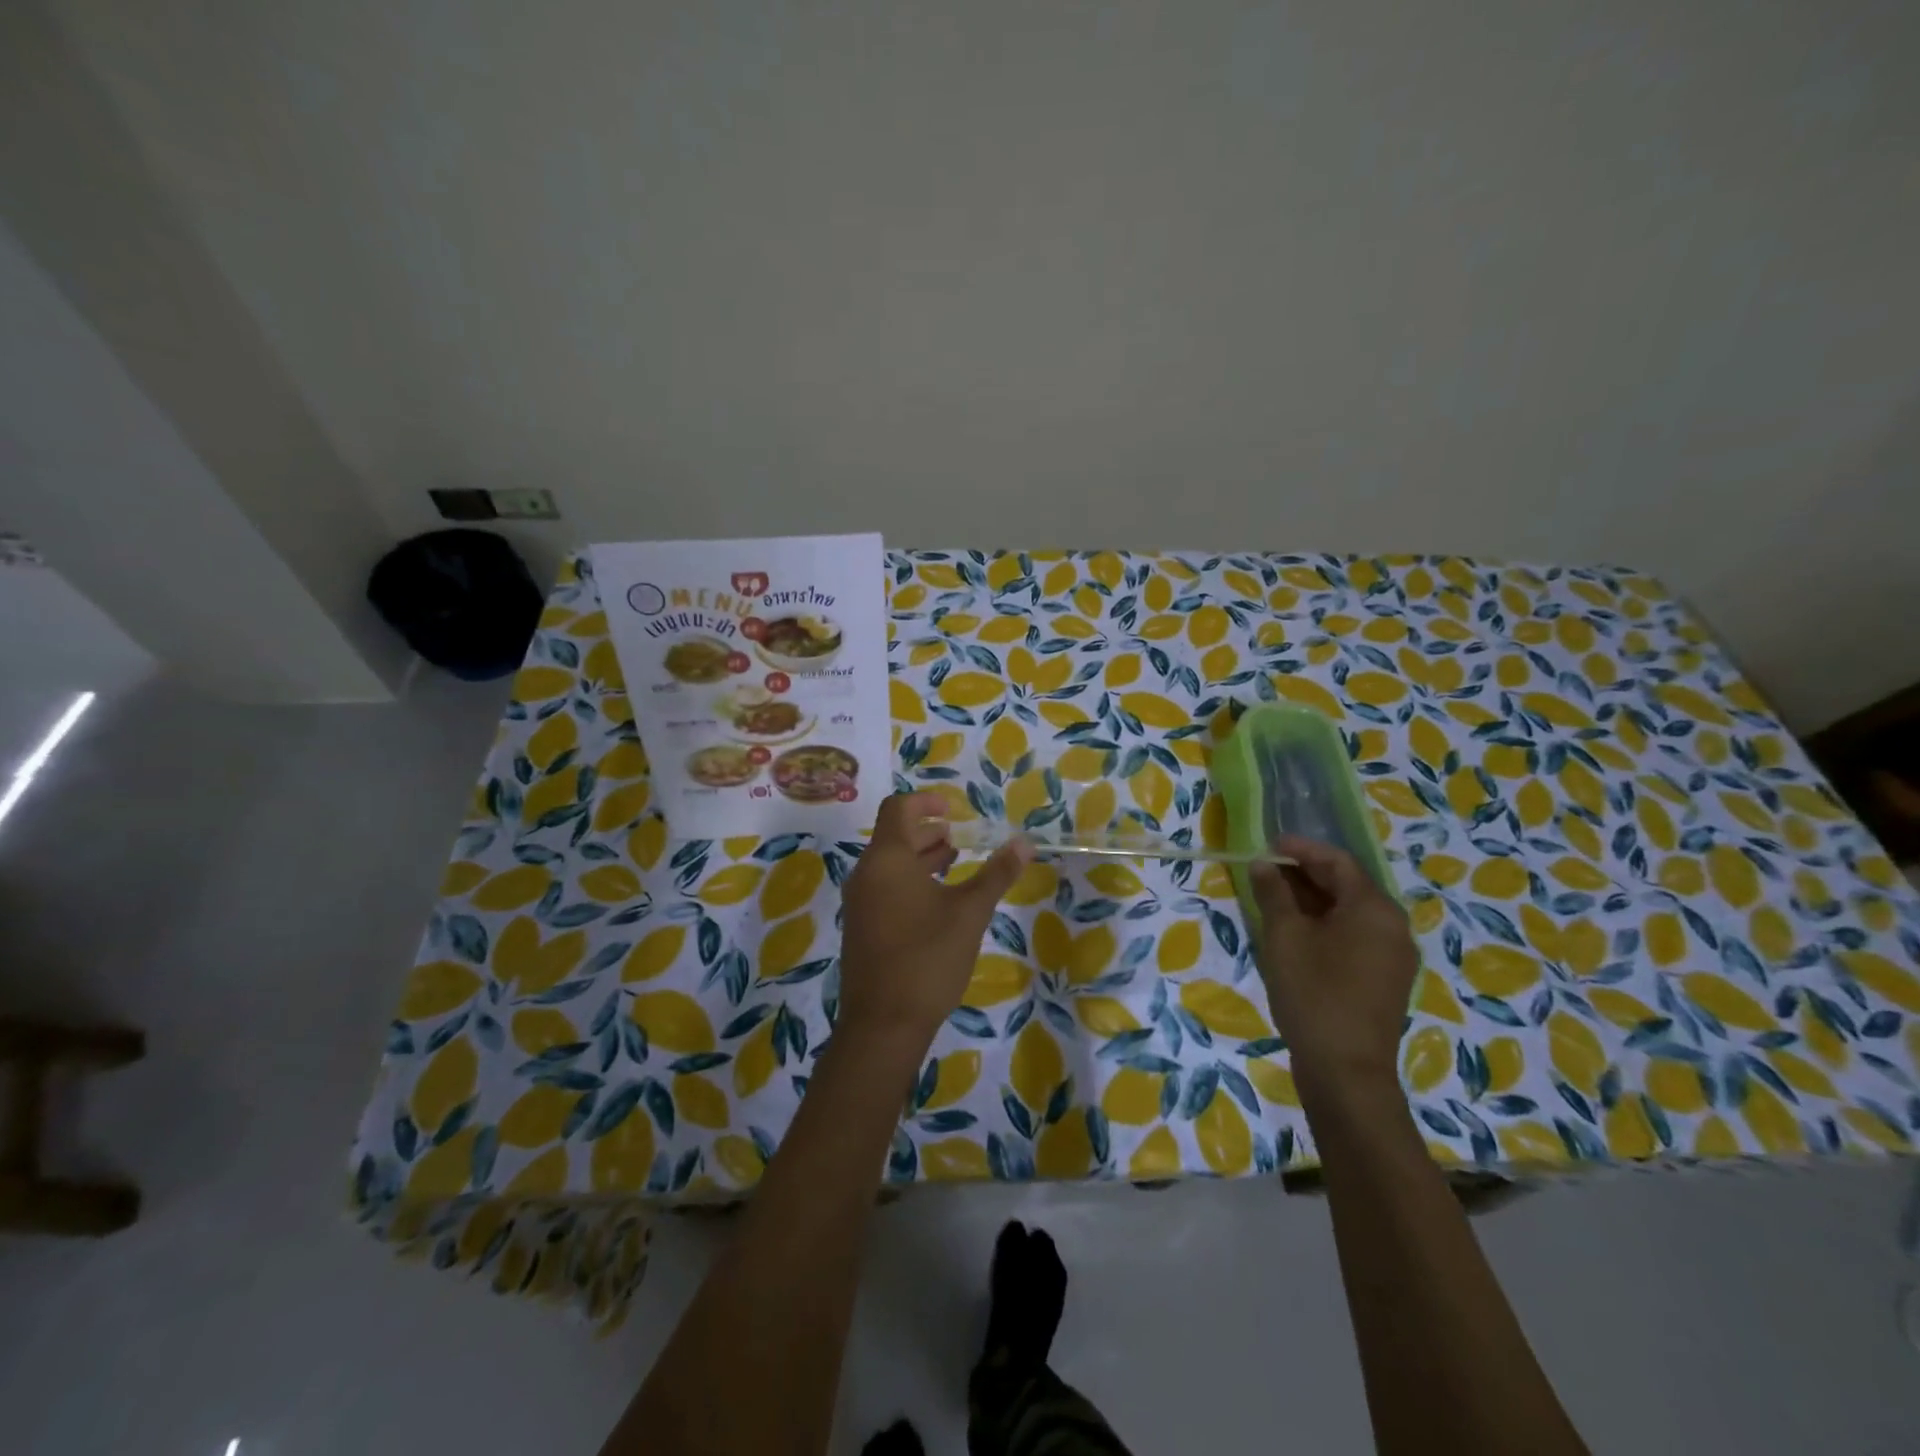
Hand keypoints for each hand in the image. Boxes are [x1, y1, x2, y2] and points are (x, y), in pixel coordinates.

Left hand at [837, 792, 1030, 1051]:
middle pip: (894, 835)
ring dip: (920, 857)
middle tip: (961, 838)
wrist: (883, 1024)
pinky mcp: (861, 926)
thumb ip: (996, 874)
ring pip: (889, 863)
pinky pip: (884, 887)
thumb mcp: (970, 913)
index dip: (926, 802)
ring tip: (954, 863)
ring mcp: (860, 902)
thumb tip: (1025, 843)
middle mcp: (866, 873)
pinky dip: (910, 880)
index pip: (899, 809)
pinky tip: (937, 901)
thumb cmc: (928, 958)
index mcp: (887, 859)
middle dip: (928, 831)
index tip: (954, 808)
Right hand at [1249, 835, 1418, 1103]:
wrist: (1346, 1071)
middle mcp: (1393, 926)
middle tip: (1266, 871)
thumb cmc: (1314, 992)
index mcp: (1374, 908)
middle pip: (1347, 885)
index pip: (1338, 861)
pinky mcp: (1384, 980)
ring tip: (1273, 899)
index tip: (1268, 845)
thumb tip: (1264, 864)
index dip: (1301, 848)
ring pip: (1350, 912)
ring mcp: (1393, 956)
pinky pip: (1354, 936)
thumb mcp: (1284, 936)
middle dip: (1305, 874)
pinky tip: (1295, 933)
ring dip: (1313, 900)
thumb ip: (1274, 893)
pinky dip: (1325, 925)